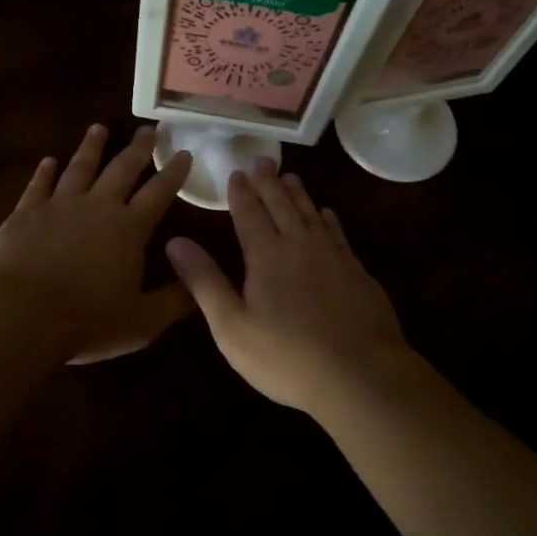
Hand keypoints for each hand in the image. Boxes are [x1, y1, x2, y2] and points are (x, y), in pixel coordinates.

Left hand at [0, 123, 194, 363]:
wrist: (19, 315)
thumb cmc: (86, 322)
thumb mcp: (142, 322)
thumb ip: (174, 301)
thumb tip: (201, 283)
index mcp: (129, 229)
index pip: (159, 193)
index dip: (174, 173)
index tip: (184, 152)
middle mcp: (98, 207)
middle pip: (122, 169)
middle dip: (139, 148)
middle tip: (150, 128)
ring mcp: (59, 206)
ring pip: (80, 167)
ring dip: (92, 147)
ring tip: (99, 128)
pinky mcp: (25, 213)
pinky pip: (38, 185)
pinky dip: (45, 171)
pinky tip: (48, 161)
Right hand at [165, 158, 423, 415]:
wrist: (361, 374)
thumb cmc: (286, 357)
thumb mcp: (232, 326)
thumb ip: (204, 281)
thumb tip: (175, 241)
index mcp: (266, 255)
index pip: (249, 214)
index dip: (241, 193)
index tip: (236, 172)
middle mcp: (300, 245)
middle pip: (282, 205)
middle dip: (269, 182)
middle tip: (263, 160)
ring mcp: (333, 256)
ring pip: (311, 213)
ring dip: (298, 193)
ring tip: (290, 176)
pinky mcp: (357, 272)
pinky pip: (338, 233)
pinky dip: (328, 218)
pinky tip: (327, 214)